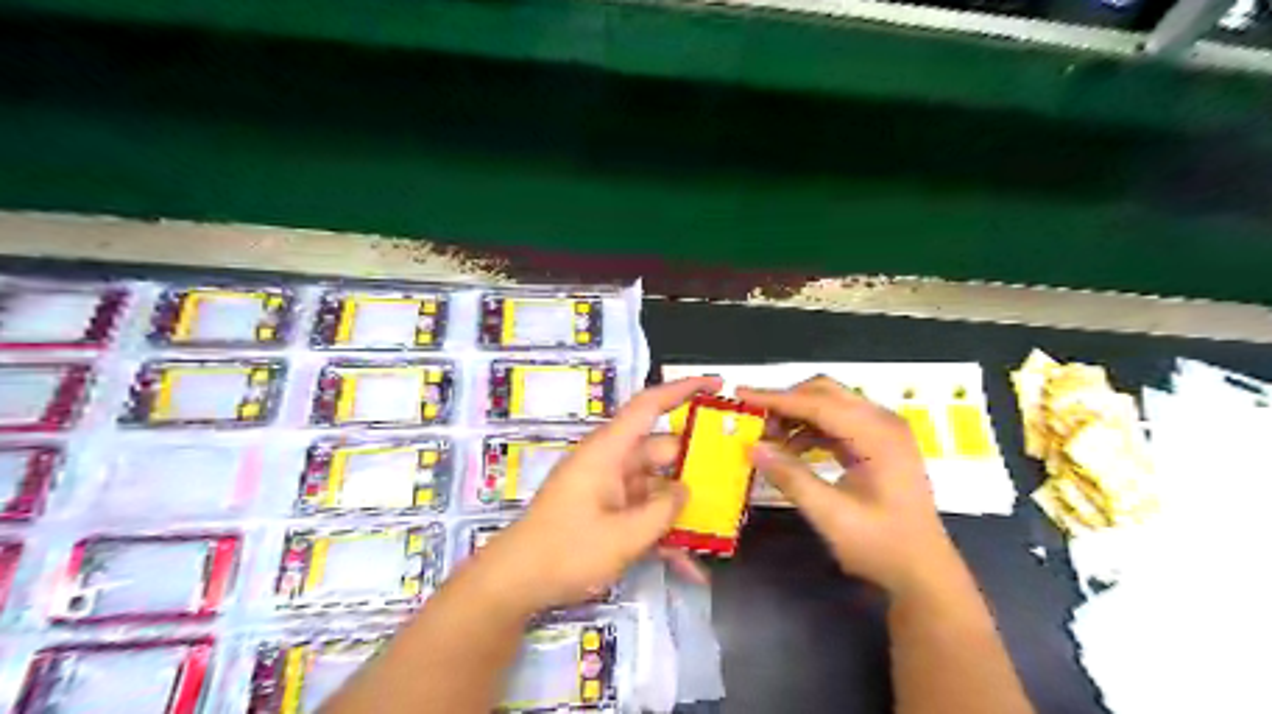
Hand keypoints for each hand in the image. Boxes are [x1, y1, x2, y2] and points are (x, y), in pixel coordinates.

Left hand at [477, 374, 718, 613]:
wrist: (515, 584)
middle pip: (662, 452)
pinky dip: (664, 537)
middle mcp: (611, 463)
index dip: (683, 389)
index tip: (717, 384)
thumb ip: (662, 511)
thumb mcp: (623, 536)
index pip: (648, 406)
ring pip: (658, 488)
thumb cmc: (566, 551)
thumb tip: (686, 491)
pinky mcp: (608, 514)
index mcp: (608, 451)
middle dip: (696, 466)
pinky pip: (644, 516)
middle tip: (735, 479)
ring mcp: (610, 490)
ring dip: (683, 512)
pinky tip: (692, 569)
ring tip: (721, 530)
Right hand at [741, 375, 960, 598]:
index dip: (776, 398)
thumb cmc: (882, 546)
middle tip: (753, 421)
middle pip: (825, 393)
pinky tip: (791, 450)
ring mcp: (882, 430)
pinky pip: (836, 421)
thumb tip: (753, 447)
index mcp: (877, 435)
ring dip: (796, 415)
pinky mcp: (877, 443)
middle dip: (786, 402)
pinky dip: (810, 429)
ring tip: (768, 439)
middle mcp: (882, 422)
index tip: (740, 394)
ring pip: (829, 404)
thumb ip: (792, 478)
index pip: (818, 403)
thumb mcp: (832, 517)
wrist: (924, 572)